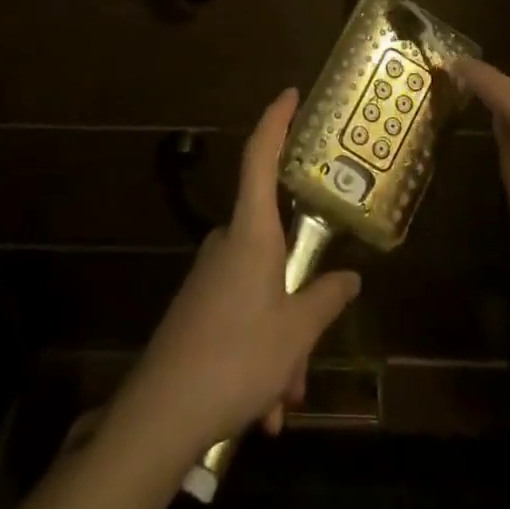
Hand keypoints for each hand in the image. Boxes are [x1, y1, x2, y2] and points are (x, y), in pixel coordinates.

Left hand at [111, 89, 361, 457]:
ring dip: (281, 340)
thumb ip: (325, 300)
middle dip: (300, 295)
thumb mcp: (295, 334)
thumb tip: (349, 278)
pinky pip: (243, 315)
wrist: (160, 415)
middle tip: (309, 353)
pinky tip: (263, 409)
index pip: (260, 158)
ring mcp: (209, 275)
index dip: (275, 122)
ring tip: (284, 398)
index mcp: (250, 233)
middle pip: (275, 245)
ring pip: (263, 291)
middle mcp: (227, 244)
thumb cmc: (236, 358)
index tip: (289, 93)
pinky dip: (261, 353)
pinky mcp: (198, 306)